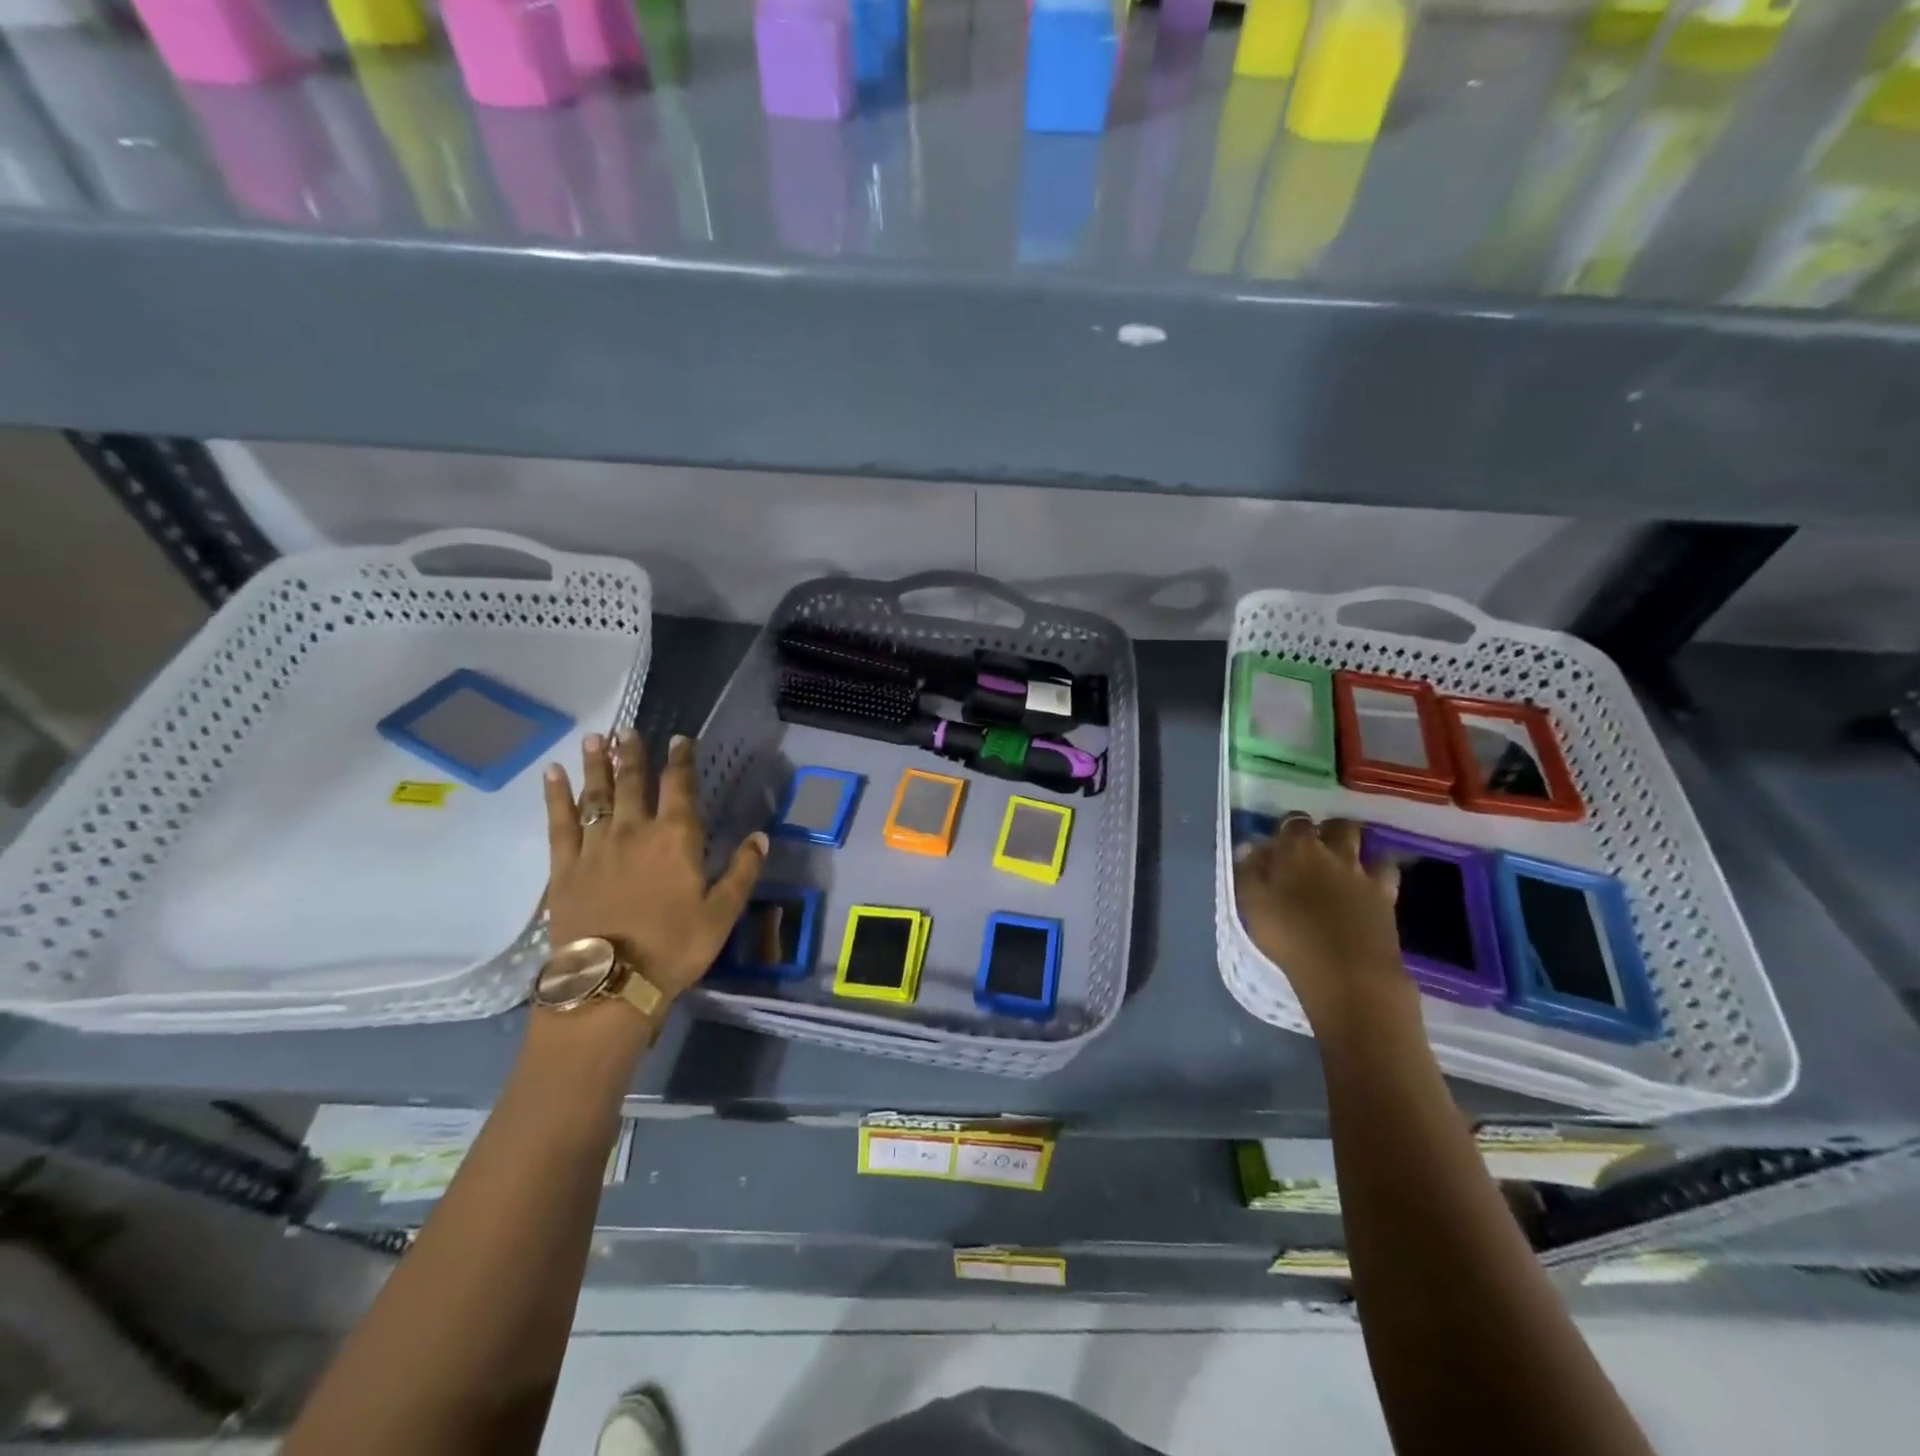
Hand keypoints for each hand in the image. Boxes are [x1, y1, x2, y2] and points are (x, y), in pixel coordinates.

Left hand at [543, 730, 766, 1000]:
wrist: (611, 983)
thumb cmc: (675, 947)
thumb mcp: (722, 913)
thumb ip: (742, 871)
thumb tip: (760, 836)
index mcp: (676, 838)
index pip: (680, 787)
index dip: (681, 760)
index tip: (680, 738)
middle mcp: (634, 831)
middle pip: (632, 783)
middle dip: (633, 754)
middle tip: (628, 730)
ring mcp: (595, 846)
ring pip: (595, 794)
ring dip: (596, 764)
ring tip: (594, 737)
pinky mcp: (564, 867)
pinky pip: (559, 823)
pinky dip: (556, 796)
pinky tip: (553, 774)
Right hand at [1233, 816, 1415, 1034]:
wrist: (1348, 974)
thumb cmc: (1290, 937)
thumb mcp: (1252, 904)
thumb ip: (1249, 871)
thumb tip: (1250, 846)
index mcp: (1298, 849)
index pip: (1294, 822)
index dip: (1288, 828)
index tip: (1279, 842)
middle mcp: (1335, 853)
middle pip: (1338, 825)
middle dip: (1328, 830)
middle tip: (1316, 848)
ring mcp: (1366, 875)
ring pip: (1367, 844)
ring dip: (1357, 847)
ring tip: (1345, 862)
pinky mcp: (1388, 899)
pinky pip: (1387, 872)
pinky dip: (1379, 871)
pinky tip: (1370, 883)